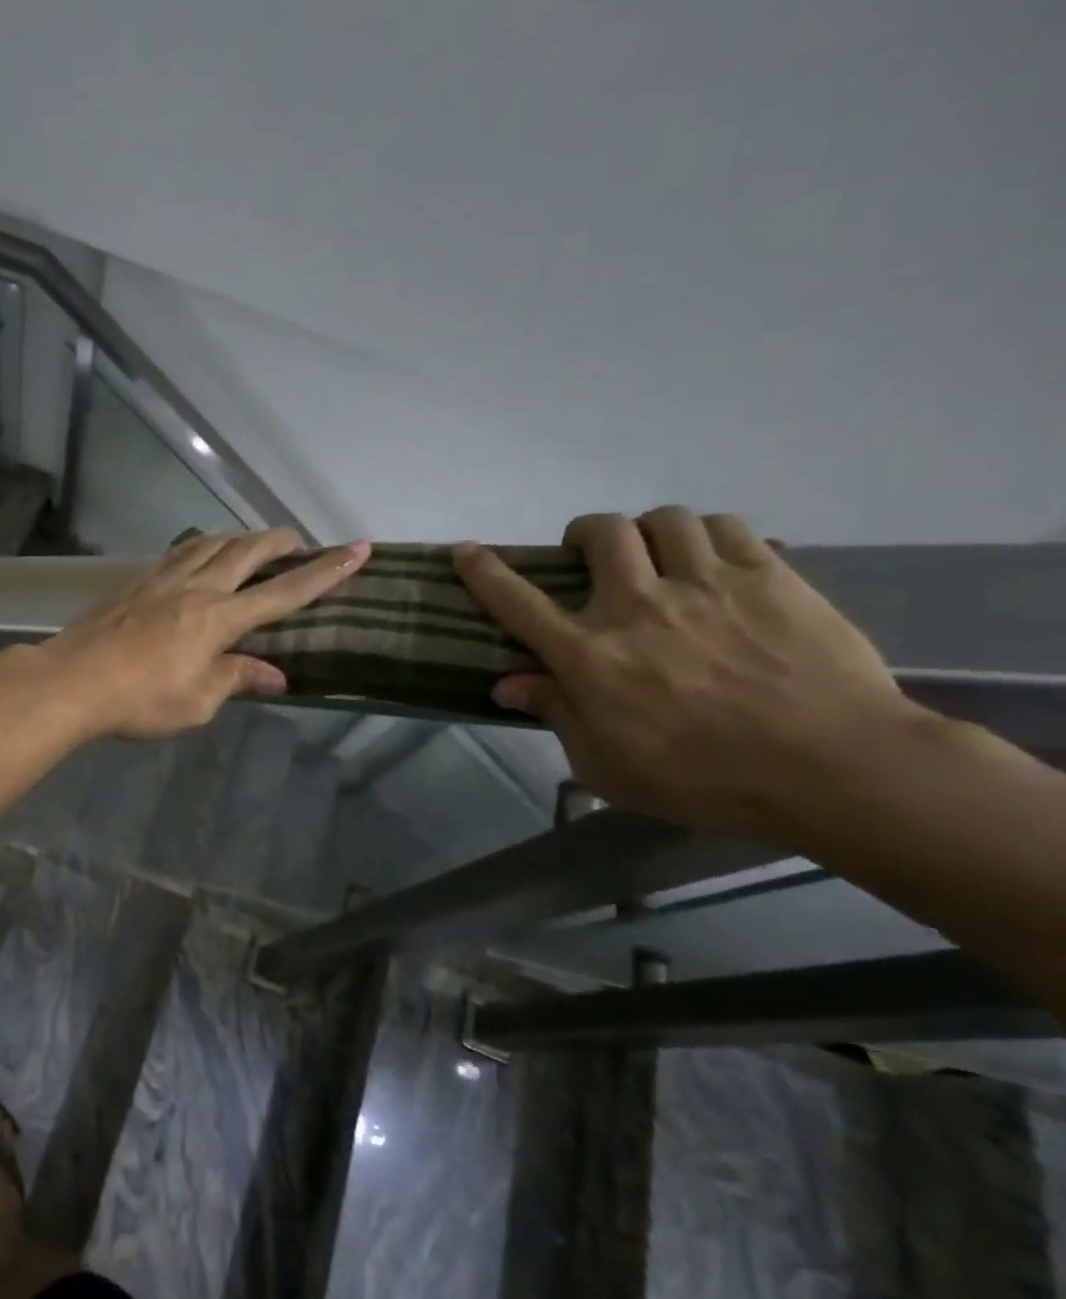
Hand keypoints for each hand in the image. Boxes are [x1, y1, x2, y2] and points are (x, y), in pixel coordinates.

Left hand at [42, 530, 370, 739]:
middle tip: (300, 540)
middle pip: (247, 551)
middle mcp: (197, 587)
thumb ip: (236, 680)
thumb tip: (275, 675)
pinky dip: (201, 545)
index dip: (324, 572)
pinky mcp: (135, 581)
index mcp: (220, 618)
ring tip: (253, 542)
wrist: (73, 680)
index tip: (357, 549)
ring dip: (240, 537)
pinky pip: (178, 551)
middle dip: (281, 541)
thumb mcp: (197, 702)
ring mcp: (162, 579)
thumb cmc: (140, 699)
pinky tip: (198, 552)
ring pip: (211, 542)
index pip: (284, 592)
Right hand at [453, 508, 920, 838]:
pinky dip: (706, 534)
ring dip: (647, 530)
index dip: (484, 571)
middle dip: (583, 534)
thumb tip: (506, 684)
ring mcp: (706, 584)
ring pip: (664, 520)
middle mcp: (637, 606)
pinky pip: (727, 527)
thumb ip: (555, 714)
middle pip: (600, 534)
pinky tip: (711, 559)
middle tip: (589, 555)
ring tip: (656, 553)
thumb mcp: (606, 765)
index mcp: (590, 655)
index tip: (465, 550)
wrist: (833, 767)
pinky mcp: (770, 577)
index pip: (518, 602)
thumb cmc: (702, 778)